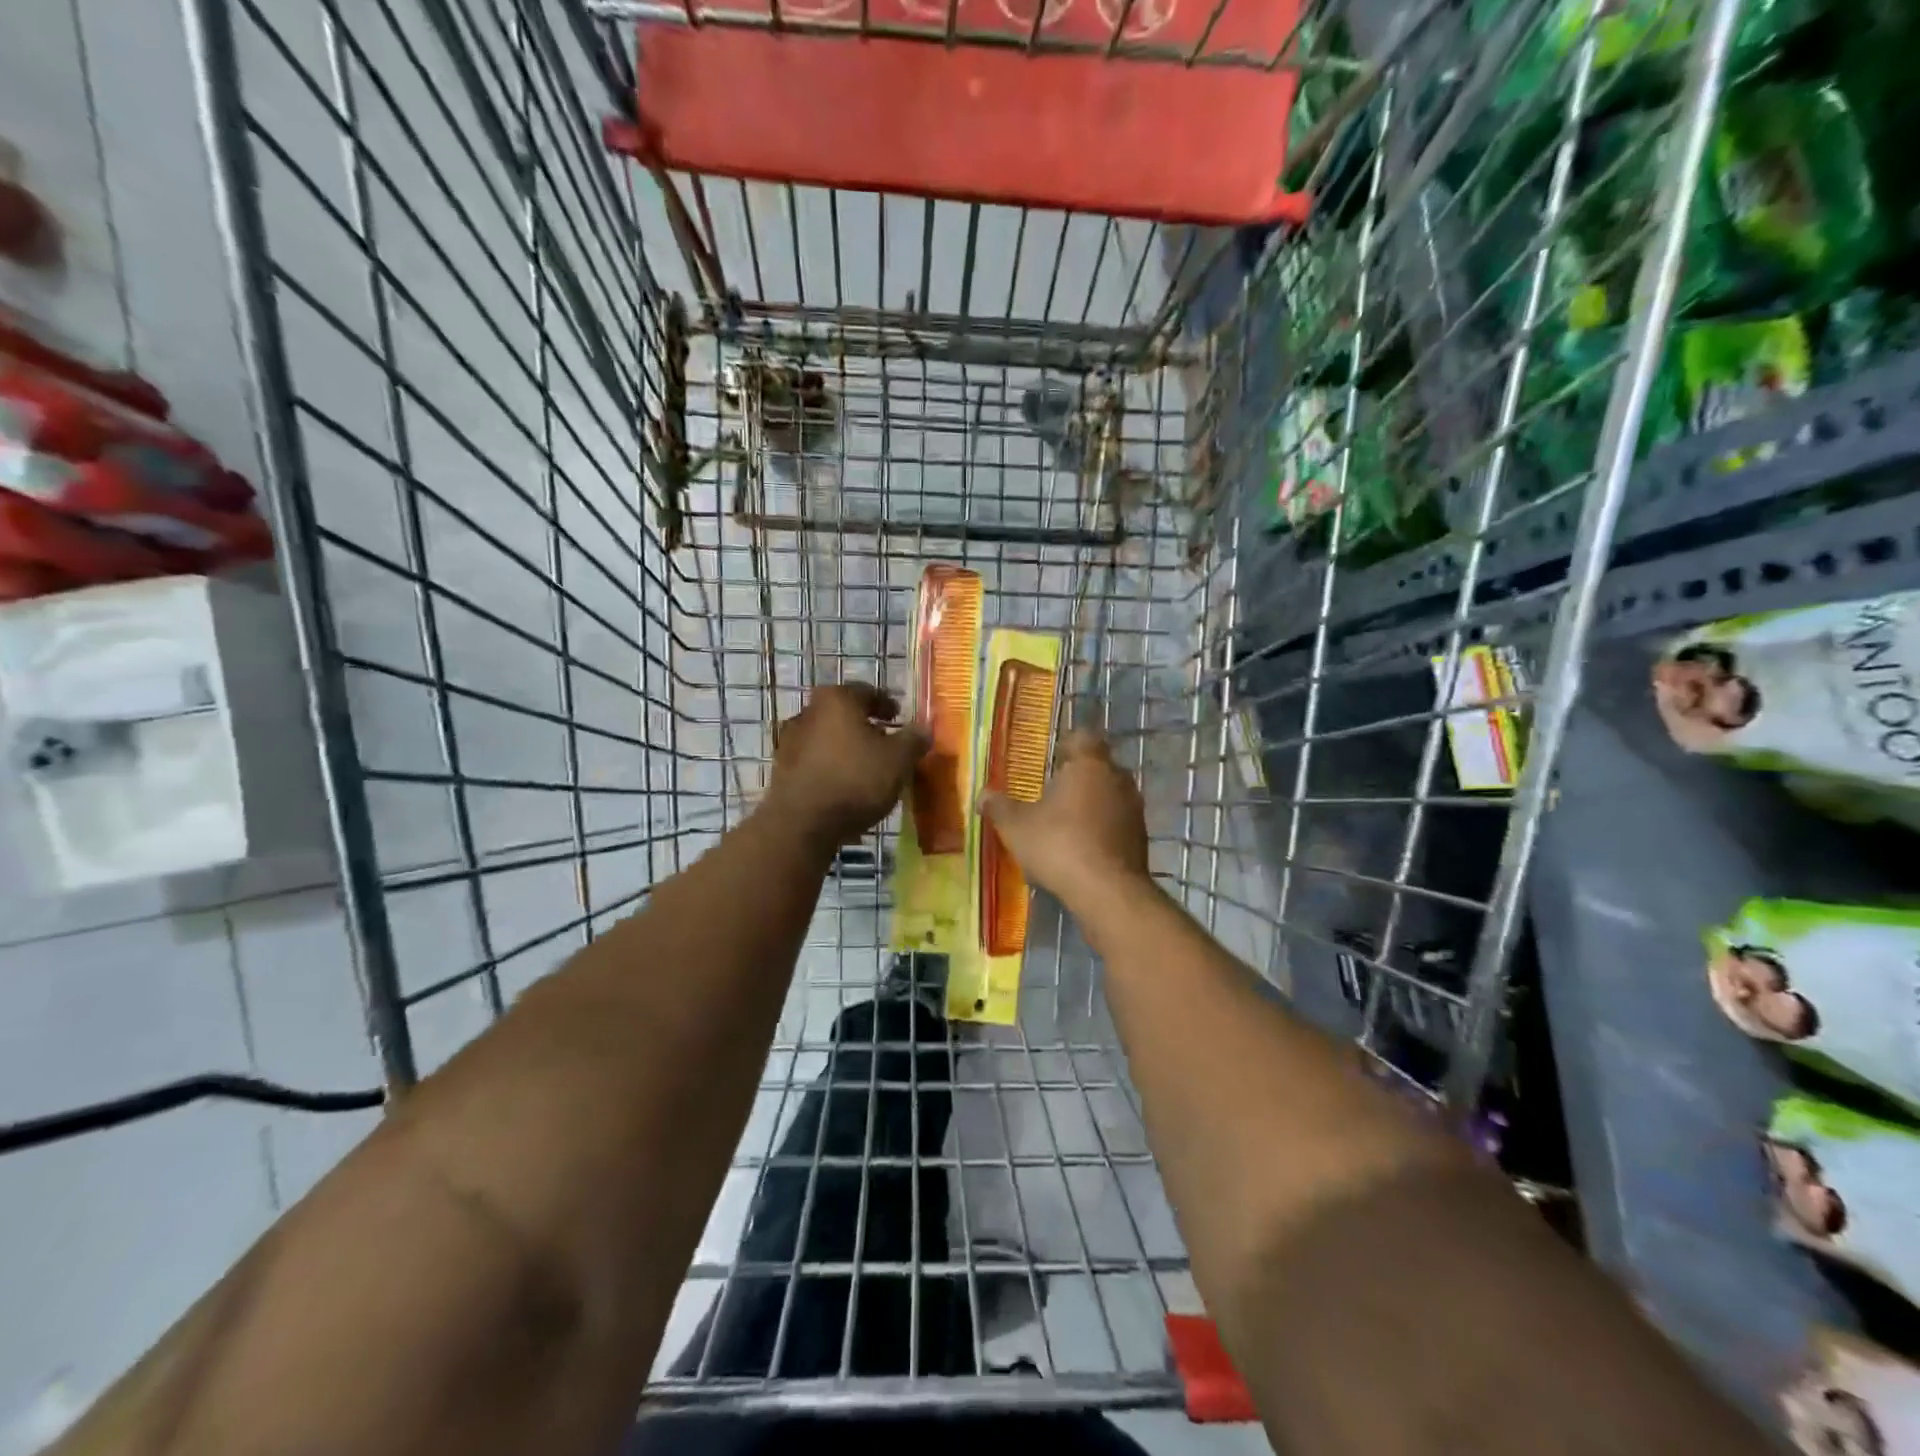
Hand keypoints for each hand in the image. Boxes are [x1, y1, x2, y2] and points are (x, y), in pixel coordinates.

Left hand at [763, 683, 928, 848]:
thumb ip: (914, 739)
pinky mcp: (781, 770)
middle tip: (885, 743)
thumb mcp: (899, 760)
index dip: (886, 704)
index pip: (867, 692)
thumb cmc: (856, 780)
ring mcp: (789, 741)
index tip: (898, 717)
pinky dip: (830, 767)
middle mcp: (808, 712)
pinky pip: (814, 761)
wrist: (802, 823)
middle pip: (843, 714)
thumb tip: (924, 728)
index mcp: (837, 700)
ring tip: (866, 768)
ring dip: (846, 748)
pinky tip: (844, 786)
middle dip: (865, 727)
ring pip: (827, 737)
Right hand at [980, 729, 1149, 910]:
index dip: (1068, 744)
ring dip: (1092, 804)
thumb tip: (982, 795)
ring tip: (1066, 821)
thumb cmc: (1059, 845)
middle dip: (1078, 776)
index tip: (1053, 756)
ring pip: (1110, 795)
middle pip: (1099, 766)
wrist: (1108, 892)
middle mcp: (1117, 779)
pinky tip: (1083, 847)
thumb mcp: (1016, 827)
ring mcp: (1134, 809)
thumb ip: (999, 807)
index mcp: (1089, 765)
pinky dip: (1102, 828)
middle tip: (1054, 790)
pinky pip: (1117, 822)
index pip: (1083, 737)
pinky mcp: (1141, 838)